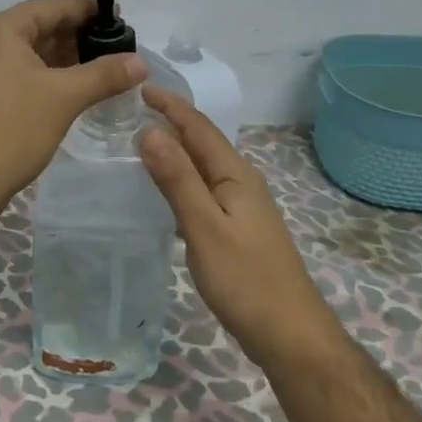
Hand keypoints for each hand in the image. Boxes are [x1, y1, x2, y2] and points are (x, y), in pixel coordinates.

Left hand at [0, 0, 147, 220]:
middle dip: (79, 37)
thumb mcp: (65, 97)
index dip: (88, 11)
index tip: (120, 18)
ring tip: (103, 69)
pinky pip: (20, 74)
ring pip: (31, 53)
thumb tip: (141, 62)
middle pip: (41, 28)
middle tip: (117, 48)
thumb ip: (105, 74)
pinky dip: (47, 77)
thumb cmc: (12, 129)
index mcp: (1, 29)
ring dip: (65, 59)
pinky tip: (73, 91)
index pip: (52, 6)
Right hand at [139, 87, 337, 366]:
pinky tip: (165, 191)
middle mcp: (241, 183)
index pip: (199, 127)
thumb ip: (178, 179)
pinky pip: (204, 189)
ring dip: (176, 150)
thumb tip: (150, 131)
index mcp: (235, 175)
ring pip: (203, 167)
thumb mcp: (204, 227)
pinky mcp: (237, 229)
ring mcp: (242, 207)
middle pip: (203, 142)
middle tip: (131, 111)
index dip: (171, 105)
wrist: (289, 334)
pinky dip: (181, 179)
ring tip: (140, 143)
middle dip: (172, 122)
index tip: (139, 87)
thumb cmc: (245, 279)